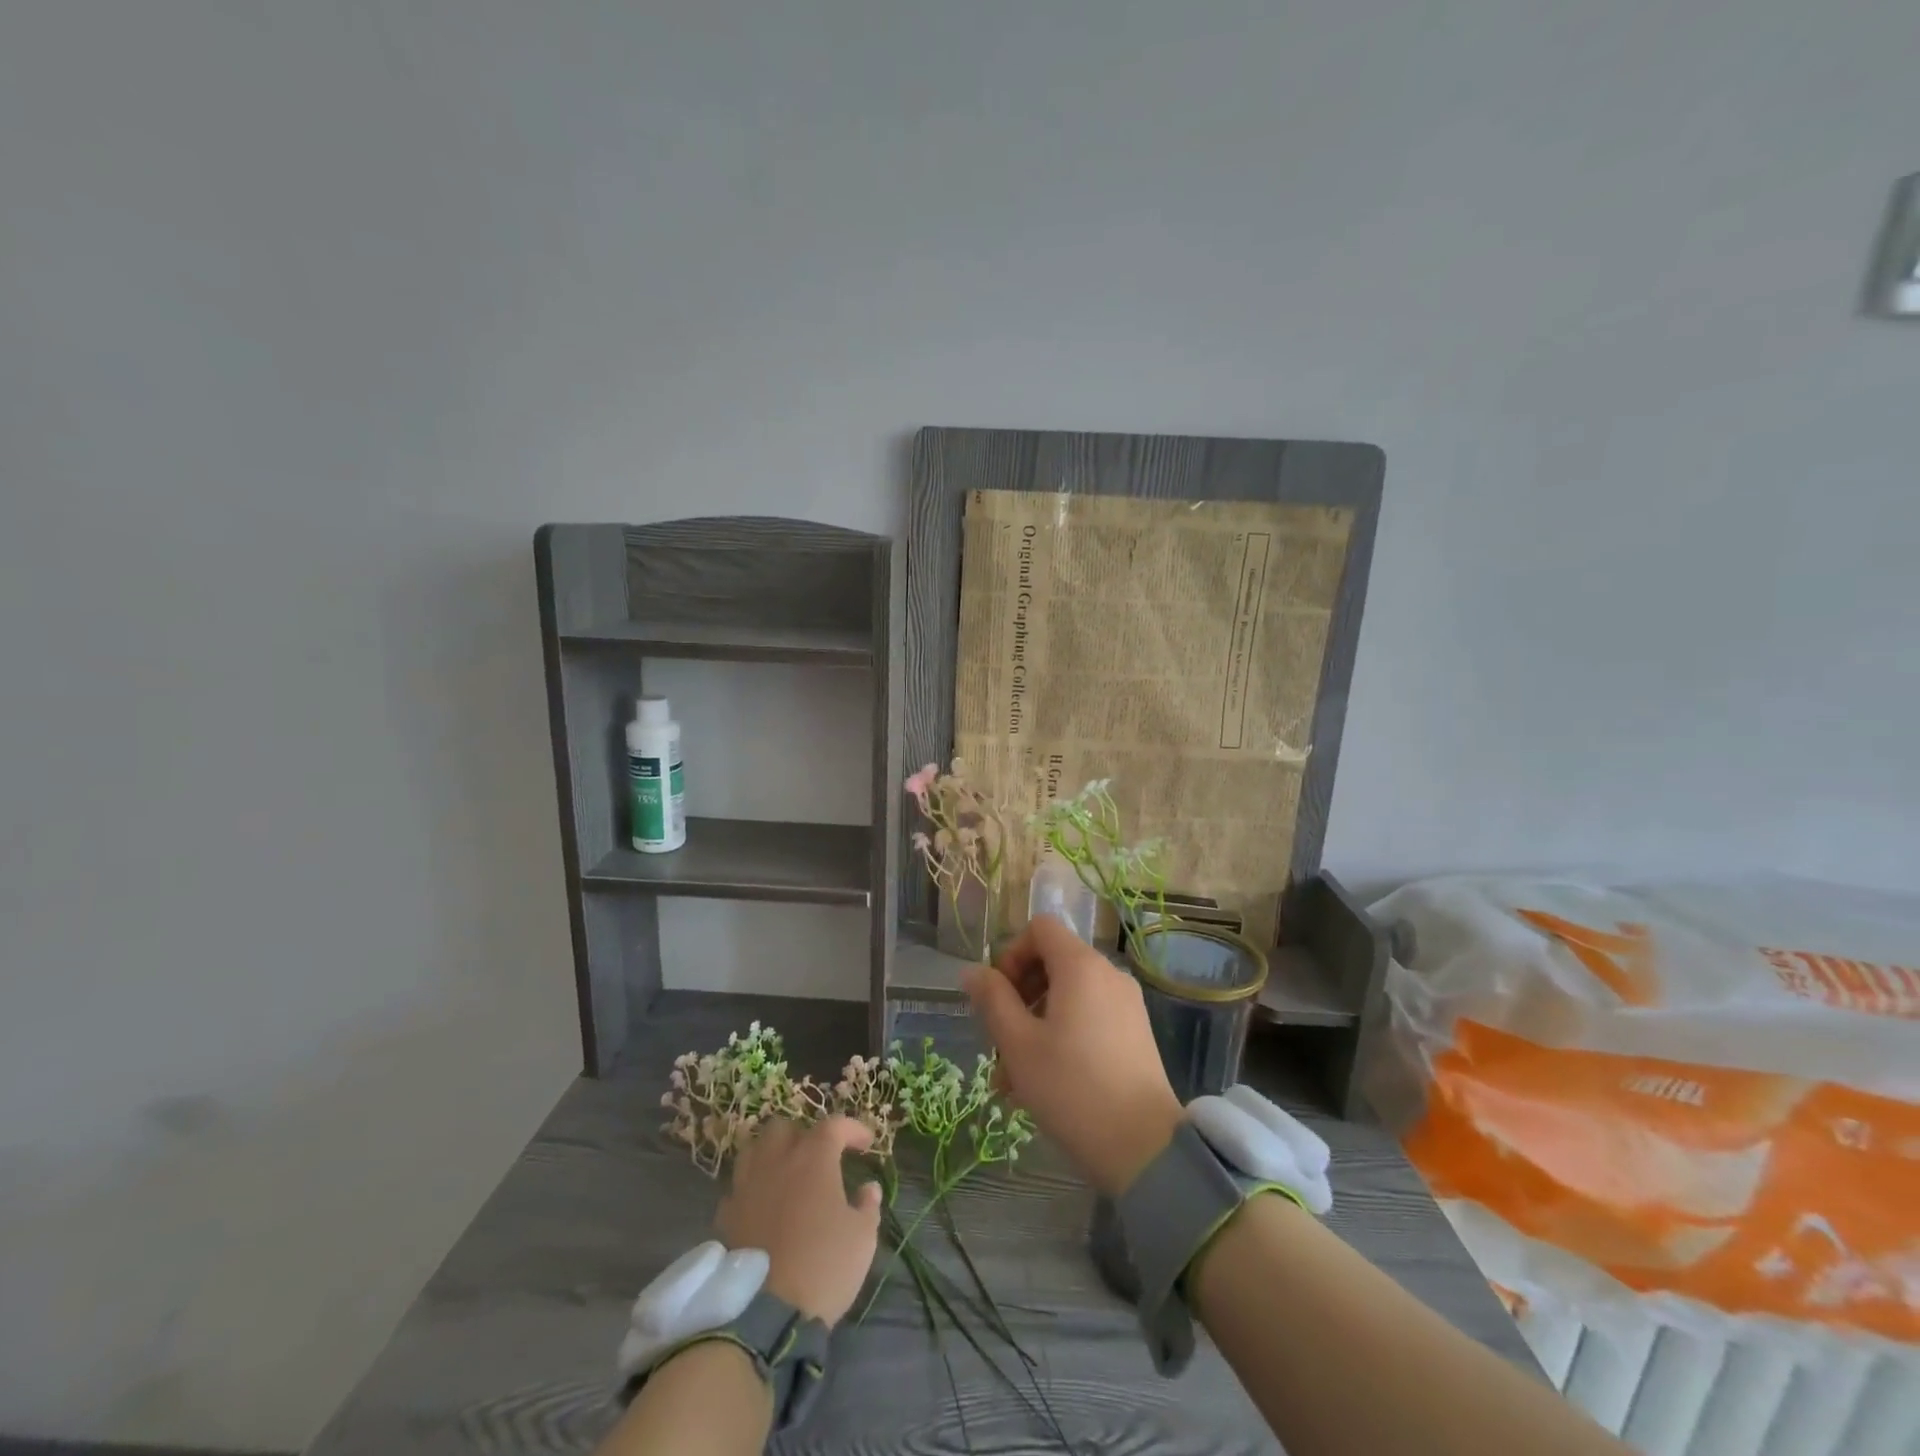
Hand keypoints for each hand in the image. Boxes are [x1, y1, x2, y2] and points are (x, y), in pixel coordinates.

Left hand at [716, 1116, 880, 1326]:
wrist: (765, 1315)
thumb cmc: (823, 1266)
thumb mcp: (862, 1238)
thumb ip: (867, 1206)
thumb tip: (868, 1188)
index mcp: (813, 1158)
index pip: (834, 1125)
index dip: (853, 1129)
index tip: (867, 1143)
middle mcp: (776, 1161)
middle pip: (784, 1128)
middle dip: (804, 1135)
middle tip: (819, 1157)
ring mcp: (746, 1187)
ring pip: (754, 1150)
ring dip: (772, 1155)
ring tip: (786, 1174)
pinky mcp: (726, 1216)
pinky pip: (738, 1188)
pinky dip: (752, 1189)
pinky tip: (763, 1206)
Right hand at [961, 914, 1182, 1194]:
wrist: (1144, 1148)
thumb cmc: (1072, 1088)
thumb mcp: (1018, 1044)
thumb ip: (992, 999)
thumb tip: (973, 972)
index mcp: (1081, 966)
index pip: (1039, 928)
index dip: (1012, 954)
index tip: (999, 998)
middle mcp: (1108, 974)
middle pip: (1052, 962)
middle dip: (1019, 996)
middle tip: (1000, 1042)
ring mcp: (1126, 1003)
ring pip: (1067, 996)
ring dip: (1035, 1023)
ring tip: (1013, 1077)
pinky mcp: (1135, 1032)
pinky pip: (1089, 1016)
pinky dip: (1062, 1034)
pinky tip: (1045, 1082)